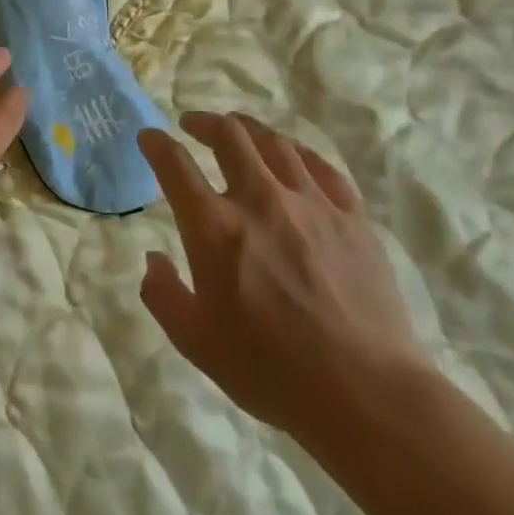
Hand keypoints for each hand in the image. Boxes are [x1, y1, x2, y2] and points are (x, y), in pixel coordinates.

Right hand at [137, 112, 433, 441]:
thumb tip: (153, 260)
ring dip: (248, 128)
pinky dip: (297, 152)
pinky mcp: (351, 216)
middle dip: (203, 122)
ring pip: (275, 143)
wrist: (364, 391)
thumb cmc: (269, 371)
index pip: (175, 165)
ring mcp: (311, 203)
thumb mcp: (195, 342)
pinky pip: (321, 166)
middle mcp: (259, 199)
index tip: (149, 137)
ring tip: (237, 129)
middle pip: (228, 136)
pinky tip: (291, 156)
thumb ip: (163, 295)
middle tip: (192, 125)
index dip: (156, 144)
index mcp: (214, 227)